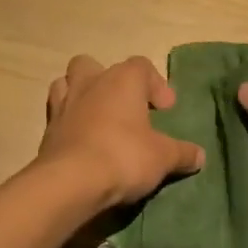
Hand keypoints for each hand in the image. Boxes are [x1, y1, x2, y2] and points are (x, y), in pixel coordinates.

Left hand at [36, 55, 205, 208]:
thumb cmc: (124, 156)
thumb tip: (200, 155)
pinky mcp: (47, 130)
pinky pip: (58, 116)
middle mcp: (90, 83)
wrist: (71, 182)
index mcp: (122, 80)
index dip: (156, 85)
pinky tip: (83, 144)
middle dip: (108, 81)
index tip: (166, 109)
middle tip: (125, 107)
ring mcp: (64, 105)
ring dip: (82, 96)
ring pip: (66, 84)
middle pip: (94, 65)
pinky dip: (69, 124)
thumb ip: (182, 153)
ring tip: (98, 119)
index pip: (141, 66)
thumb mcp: (163, 157)